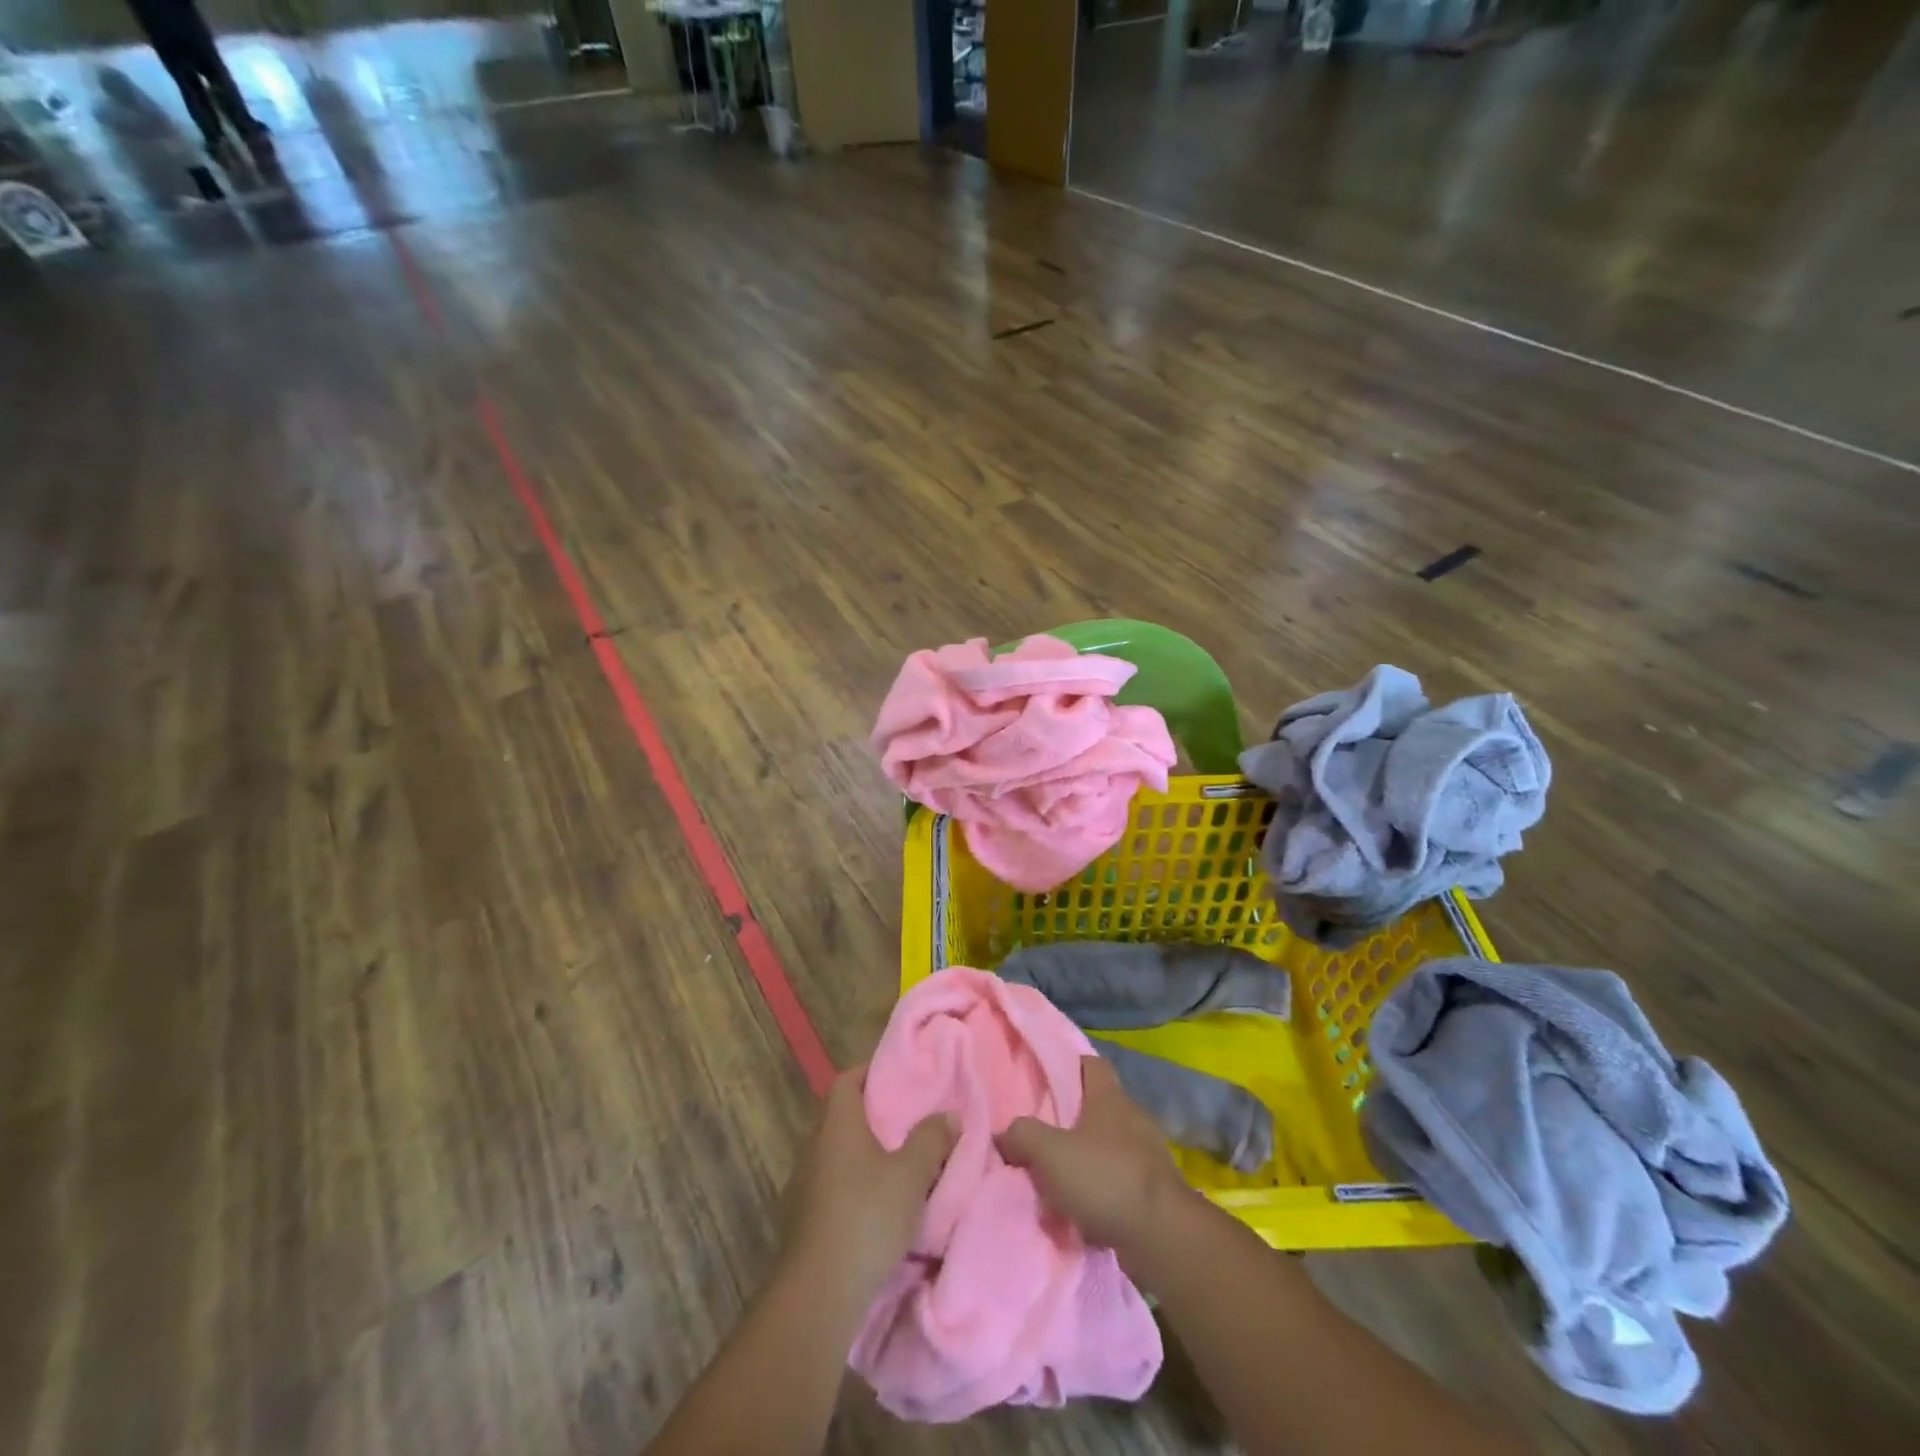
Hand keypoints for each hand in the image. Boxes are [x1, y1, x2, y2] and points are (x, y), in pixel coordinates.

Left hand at [781, 1065, 956, 1306]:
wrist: (819, 1293)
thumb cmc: (866, 1217)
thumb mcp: (911, 1175)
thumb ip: (931, 1139)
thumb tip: (949, 1115)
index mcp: (837, 1125)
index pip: (847, 1081)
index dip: (870, 1073)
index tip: (898, 1076)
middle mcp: (814, 1146)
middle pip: (842, 1117)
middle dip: (873, 1115)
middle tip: (908, 1119)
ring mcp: (804, 1183)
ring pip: (838, 1153)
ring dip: (864, 1154)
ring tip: (899, 1161)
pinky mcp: (804, 1218)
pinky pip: (833, 1185)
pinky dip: (854, 1184)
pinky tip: (878, 1203)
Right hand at [996, 1055, 1190, 1259]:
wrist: (1162, 1237)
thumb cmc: (1105, 1178)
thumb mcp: (1049, 1153)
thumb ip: (1022, 1136)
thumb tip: (1004, 1134)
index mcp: (1109, 1098)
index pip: (1092, 1064)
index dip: (1071, 1065)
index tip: (1048, 1077)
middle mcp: (1133, 1118)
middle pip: (1100, 1107)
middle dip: (1074, 1119)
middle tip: (1044, 1134)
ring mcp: (1149, 1155)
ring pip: (1111, 1146)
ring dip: (1089, 1159)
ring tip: (1060, 1178)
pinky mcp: (1157, 1191)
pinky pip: (1122, 1181)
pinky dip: (1104, 1191)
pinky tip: (1084, 1208)